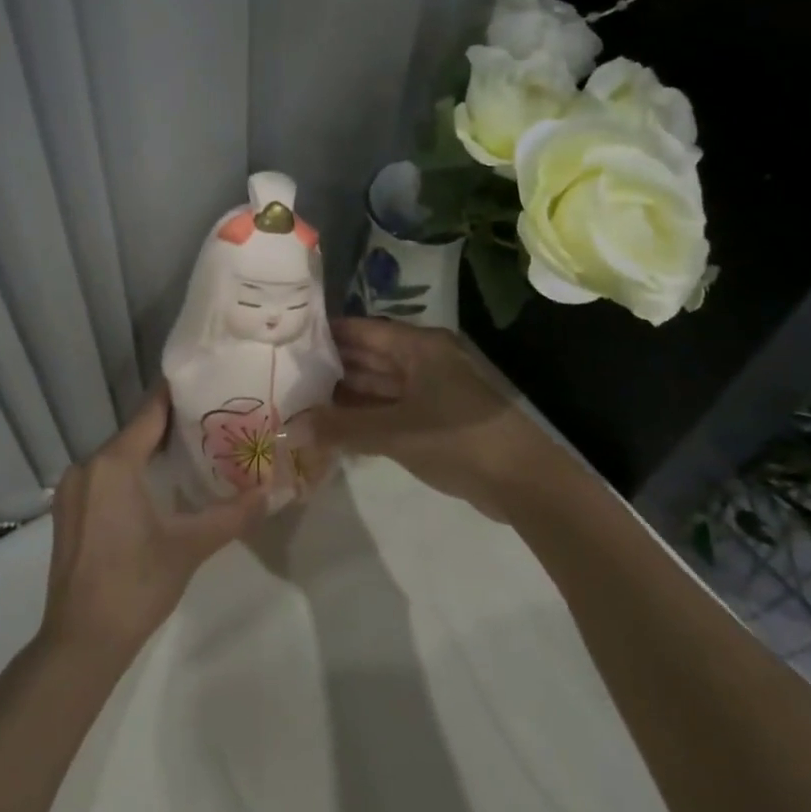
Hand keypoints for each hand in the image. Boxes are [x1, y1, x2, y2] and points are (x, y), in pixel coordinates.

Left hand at [41, 387, 269, 663]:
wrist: (80, 641)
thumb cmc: (136, 585)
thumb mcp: (189, 547)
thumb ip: (232, 515)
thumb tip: (272, 492)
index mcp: (113, 463)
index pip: (150, 413)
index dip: (177, 396)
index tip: (205, 381)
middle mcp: (87, 466)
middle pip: (134, 433)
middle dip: (170, 426)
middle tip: (211, 420)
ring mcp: (72, 489)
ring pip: (118, 456)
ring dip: (149, 451)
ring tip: (191, 449)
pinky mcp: (68, 512)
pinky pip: (104, 476)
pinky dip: (130, 472)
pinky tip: (156, 485)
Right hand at [303, 318, 554, 518]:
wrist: (523, 481)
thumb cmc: (458, 439)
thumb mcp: (395, 433)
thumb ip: (341, 429)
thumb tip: (291, 430)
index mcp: (417, 346)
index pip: (361, 330)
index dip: (325, 334)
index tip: (287, 341)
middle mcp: (422, 360)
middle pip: (367, 356)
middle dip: (330, 367)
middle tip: (287, 375)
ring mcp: (429, 390)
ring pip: (377, 385)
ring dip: (344, 395)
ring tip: (301, 401)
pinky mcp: (433, 418)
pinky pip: (389, 408)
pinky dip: (364, 415)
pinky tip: (333, 426)